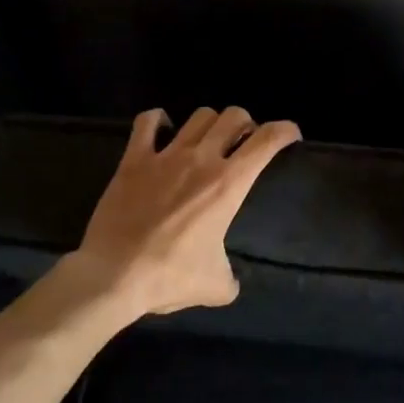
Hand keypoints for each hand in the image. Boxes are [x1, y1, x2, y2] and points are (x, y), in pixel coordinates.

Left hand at [62, 106, 300, 319]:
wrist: (112, 276)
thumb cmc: (169, 277)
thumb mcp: (215, 286)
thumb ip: (230, 278)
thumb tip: (230, 282)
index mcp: (229, 184)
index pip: (267, 140)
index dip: (285, 130)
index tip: (291, 135)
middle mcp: (202, 159)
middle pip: (234, 116)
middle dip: (245, 124)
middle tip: (243, 142)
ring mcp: (166, 155)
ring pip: (199, 116)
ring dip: (211, 123)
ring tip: (207, 139)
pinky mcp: (134, 160)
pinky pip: (147, 122)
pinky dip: (157, 120)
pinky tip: (162, 130)